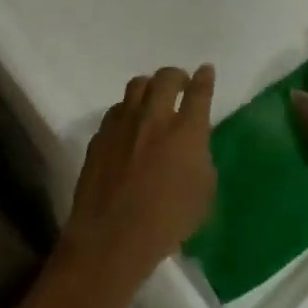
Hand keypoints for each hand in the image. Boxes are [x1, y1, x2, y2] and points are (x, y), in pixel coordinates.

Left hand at [61, 64, 216, 287]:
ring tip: (153, 98)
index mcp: (186, 131)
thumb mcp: (203, 194)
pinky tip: (130, 125)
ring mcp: (123, 123)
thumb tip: (193, 145)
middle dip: (177, 76)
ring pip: (137, 85)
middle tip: (181, 85)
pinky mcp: (101, 135)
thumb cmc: (167, 222)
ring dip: (150, 87)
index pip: (200, 92)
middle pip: (166, 78)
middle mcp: (154, 117)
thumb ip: (201, 160)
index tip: (206, 71)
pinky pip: (117, 109)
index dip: (205, 78)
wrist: (112, 237)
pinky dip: (128, 110)